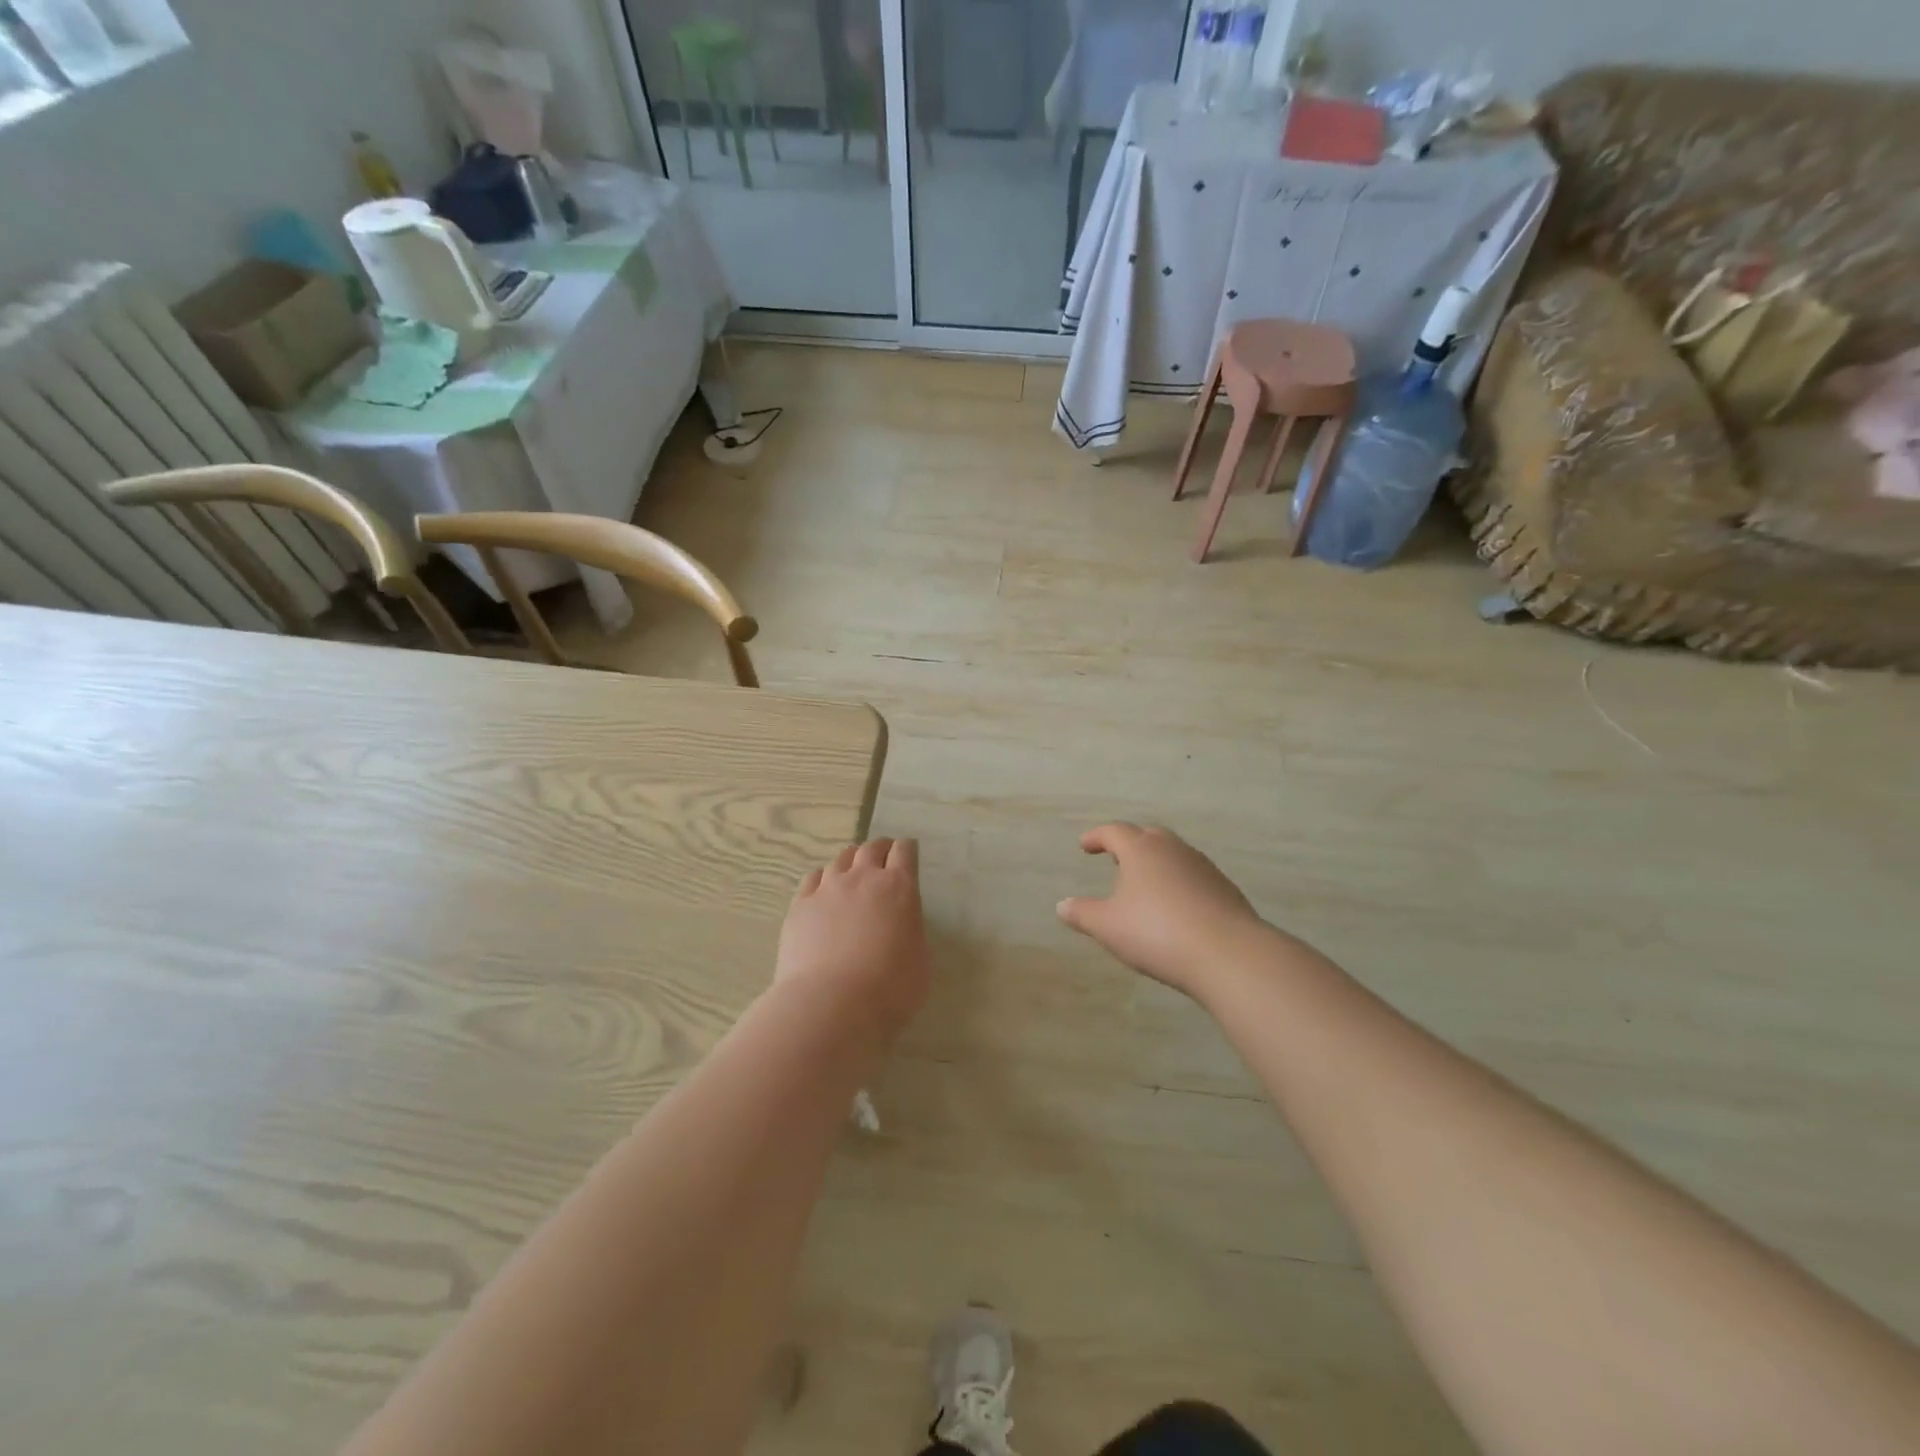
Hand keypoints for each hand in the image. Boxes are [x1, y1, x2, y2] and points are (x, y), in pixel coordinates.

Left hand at [775, 839, 929, 1043]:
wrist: (831, 1004)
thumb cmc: (889, 989)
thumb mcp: (920, 960)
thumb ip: (911, 931)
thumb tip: (901, 925)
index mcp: (899, 888)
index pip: (905, 852)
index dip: (907, 850)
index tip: (908, 854)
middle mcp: (862, 878)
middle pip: (871, 848)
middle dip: (880, 849)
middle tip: (883, 859)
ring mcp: (827, 888)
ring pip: (840, 859)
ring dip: (851, 862)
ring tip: (852, 873)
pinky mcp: (800, 905)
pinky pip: (813, 878)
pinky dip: (823, 879)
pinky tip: (823, 890)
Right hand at [1057, 824, 1269, 999]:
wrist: (1228, 954)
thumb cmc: (1157, 933)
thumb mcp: (1108, 927)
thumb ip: (1083, 914)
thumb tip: (1062, 905)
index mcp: (1141, 850)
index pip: (1114, 832)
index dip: (1097, 837)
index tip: (1085, 845)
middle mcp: (1173, 849)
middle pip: (1148, 836)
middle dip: (1130, 844)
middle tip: (1117, 858)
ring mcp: (1203, 867)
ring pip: (1174, 855)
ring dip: (1157, 863)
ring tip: (1145, 884)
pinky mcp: (1224, 889)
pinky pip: (1193, 876)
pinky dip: (1178, 883)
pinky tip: (1175, 906)